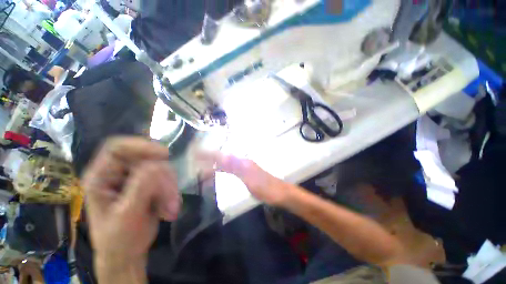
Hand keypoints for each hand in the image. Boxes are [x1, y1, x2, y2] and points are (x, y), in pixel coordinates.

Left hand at [82, 138, 179, 271]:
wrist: (127, 253)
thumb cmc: (118, 238)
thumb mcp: (127, 215)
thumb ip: (140, 188)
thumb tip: (158, 165)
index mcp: (101, 177)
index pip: (117, 147)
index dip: (140, 145)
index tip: (165, 155)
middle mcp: (118, 173)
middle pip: (147, 159)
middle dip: (162, 177)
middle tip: (170, 195)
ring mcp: (135, 178)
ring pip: (161, 169)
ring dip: (169, 187)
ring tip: (170, 207)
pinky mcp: (149, 184)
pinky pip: (167, 179)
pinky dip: (171, 191)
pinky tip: (170, 208)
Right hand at [198, 152, 288, 205]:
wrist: (279, 193)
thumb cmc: (265, 187)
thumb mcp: (249, 178)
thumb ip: (236, 168)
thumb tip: (221, 156)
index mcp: (242, 162)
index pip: (222, 156)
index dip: (210, 155)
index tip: (197, 153)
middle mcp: (243, 162)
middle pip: (224, 158)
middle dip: (210, 158)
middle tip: (197, 159)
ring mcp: (245, 168)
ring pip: (227, 163)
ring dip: (216, 163)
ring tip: (204, 165)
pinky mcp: (246, 174)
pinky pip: (231, 169)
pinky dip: (223, 169)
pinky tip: (220, 171)